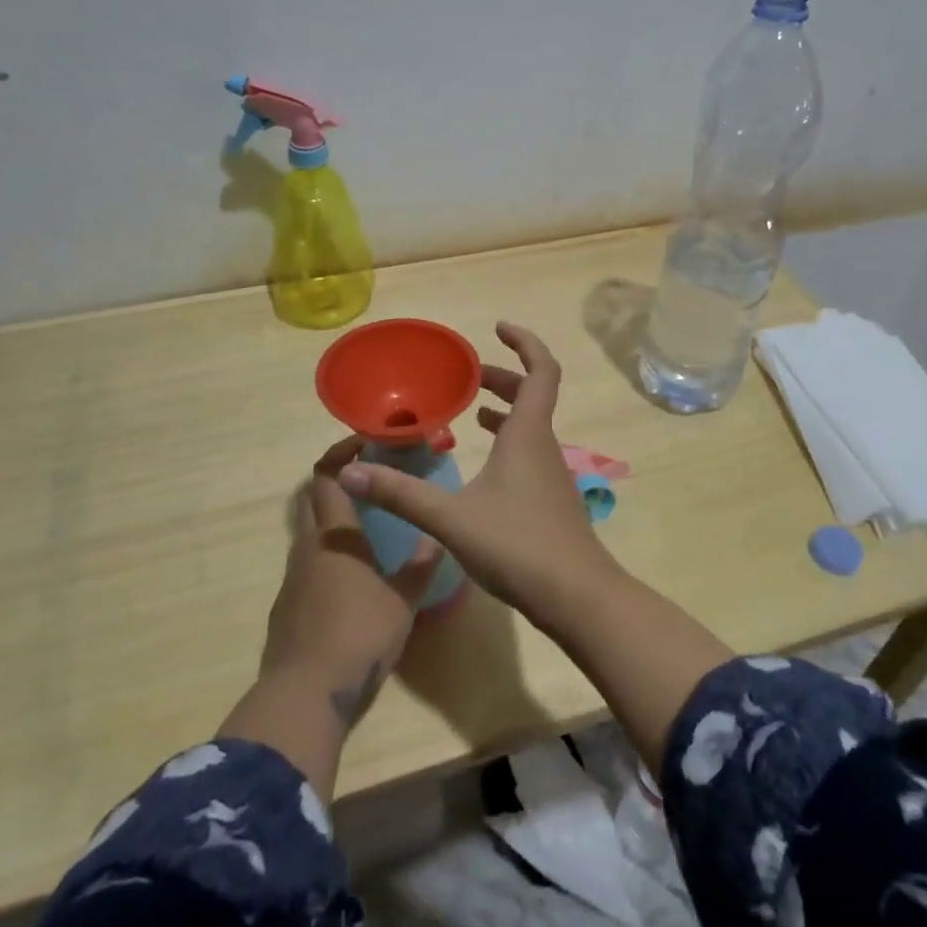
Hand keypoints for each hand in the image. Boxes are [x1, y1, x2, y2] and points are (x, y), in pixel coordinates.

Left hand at [262, 437, 442, 722]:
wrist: (305, 695)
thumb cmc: (359, 636)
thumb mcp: (403, 601)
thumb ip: (419, 567)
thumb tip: (435, 538)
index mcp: (335, 535)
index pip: (327, 476)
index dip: (341, 453)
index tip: (363, 443)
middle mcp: (308, 546)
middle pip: (310, 498)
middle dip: (333, 480)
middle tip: (366, 479)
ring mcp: (292, 578)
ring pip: (307, 533)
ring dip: (330, 521)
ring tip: (365, 530)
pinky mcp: (285, 608)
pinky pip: (305, 567)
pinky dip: (325, 557)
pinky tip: (349, 580)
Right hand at [338, 322, 621, 629]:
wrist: (577, 598)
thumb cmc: (518, 545)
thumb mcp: (451, 517)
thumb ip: (400, 493)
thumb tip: (349, 472)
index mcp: (528, 434)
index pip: (541, 369)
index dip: (524, 342)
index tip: (498, 328)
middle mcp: (544, 446)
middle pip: (533, 395)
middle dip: (503, 377)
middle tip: (468, 375)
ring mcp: (551, 475)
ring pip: (531, 426)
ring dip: (505, 410)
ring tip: (471, 410)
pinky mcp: (550, 501)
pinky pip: (529, 453)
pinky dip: (507, 442)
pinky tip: (484, 467)